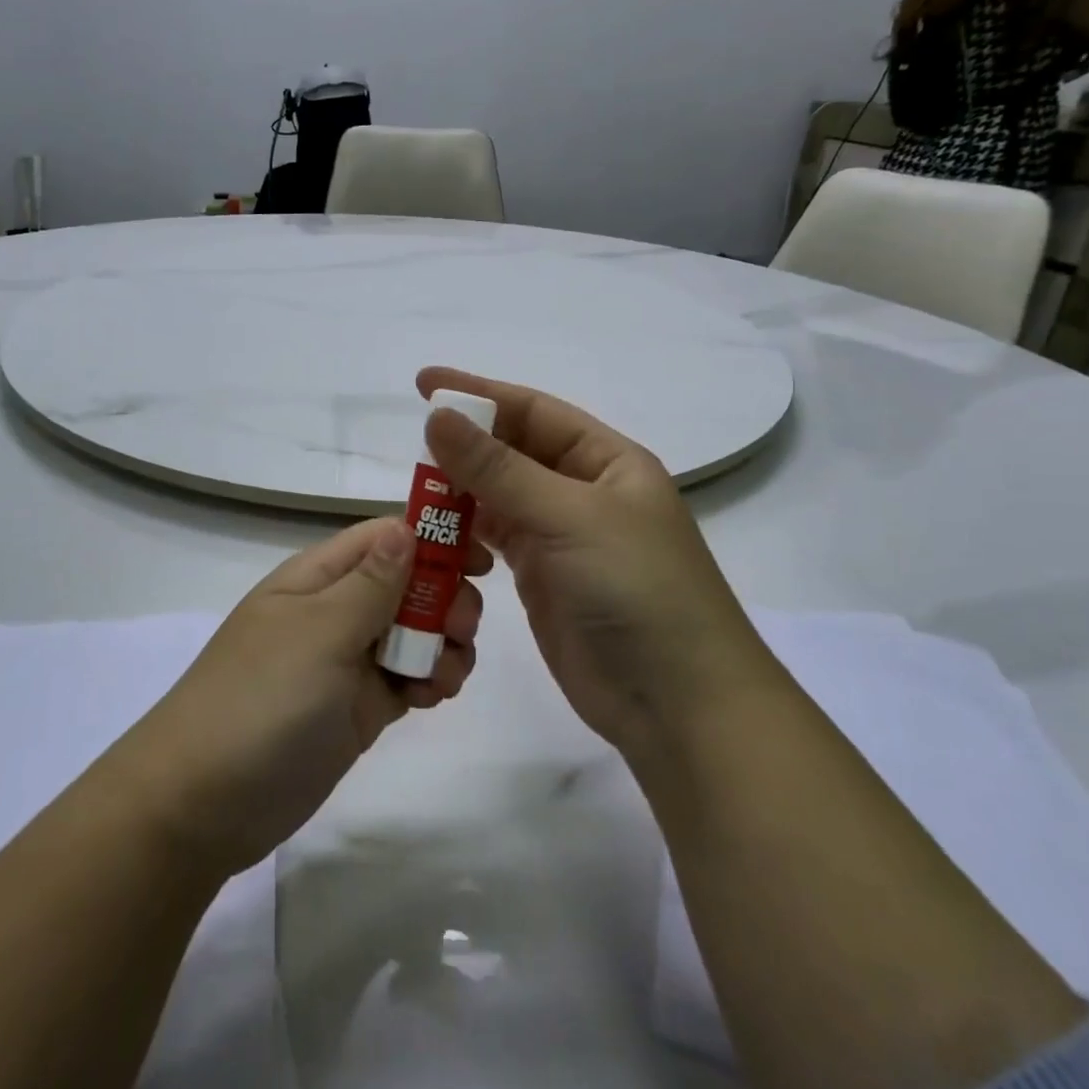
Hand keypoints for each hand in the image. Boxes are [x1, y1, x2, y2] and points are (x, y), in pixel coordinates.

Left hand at [117, 518, 483, 877]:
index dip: (434, 539)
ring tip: (444, 677)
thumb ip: (371, 583)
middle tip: (462, 629)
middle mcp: (335, 610)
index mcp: (318, 577)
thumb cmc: (262, 700)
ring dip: (443, 644)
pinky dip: (429, 680)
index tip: (483, 560)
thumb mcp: (320, 633)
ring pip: (414, 631)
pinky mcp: (357, 707)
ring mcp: (346, 660)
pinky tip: (433, 697)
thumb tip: (406, 526)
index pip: (385, 537)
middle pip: (407, 583)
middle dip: (444, 598)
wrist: (202, 804)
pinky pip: (406, 676)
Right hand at [417, 368, 765, 759]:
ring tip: (415, 490)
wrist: (676, 704)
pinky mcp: (541, 577)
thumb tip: (438, 416)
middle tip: (412, 444)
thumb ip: (499, 468)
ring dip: (460, 490)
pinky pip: (494, 538)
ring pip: (498, 496)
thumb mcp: (569, 517)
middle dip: (466, 444)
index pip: (534, 411)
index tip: (426, 384)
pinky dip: (465, 532)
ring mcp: (561, 536)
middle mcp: (583, 491)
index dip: (480, 394)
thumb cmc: (636, 589)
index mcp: (606, 461)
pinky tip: (436, 532)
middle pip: (513, 452)